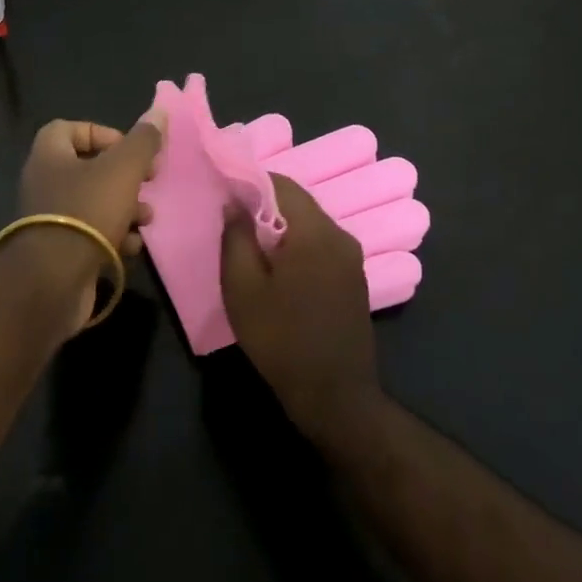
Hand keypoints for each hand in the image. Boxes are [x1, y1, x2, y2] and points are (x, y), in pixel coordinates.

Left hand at [9, 117, 165, 331]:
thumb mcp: (122, 170)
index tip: (131, 149)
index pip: (71, 128)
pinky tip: (132, 246)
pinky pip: (90, 234)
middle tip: (149, 180)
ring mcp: (49, 219)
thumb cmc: (86, 212)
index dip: (103, 133)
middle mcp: (44, 182)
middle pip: (89, 168)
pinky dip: (113, 236)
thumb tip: (160, 110)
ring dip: (124, 207)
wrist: (52, 282)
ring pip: (93, 203)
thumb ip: (142, 141)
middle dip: (124, 175)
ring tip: (147, 218)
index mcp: (49, 155)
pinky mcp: (58, 251)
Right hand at [221, 174, 382, 444]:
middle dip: (264, 206)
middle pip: (298, 202)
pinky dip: (297, 246)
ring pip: (309, 224)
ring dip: (281, 228)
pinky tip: (279, 270)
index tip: (226, 195)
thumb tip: (234, 204)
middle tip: (234, 224)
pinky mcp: (354, 279)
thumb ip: (235, 238)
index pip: (281, 184)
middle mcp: (340, 235)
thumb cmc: (282, 340)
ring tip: (252, 248)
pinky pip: (320, 245)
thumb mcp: (242, 288)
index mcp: (315, 231)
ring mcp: (352, 258)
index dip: (250, 183)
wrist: (335, 398)